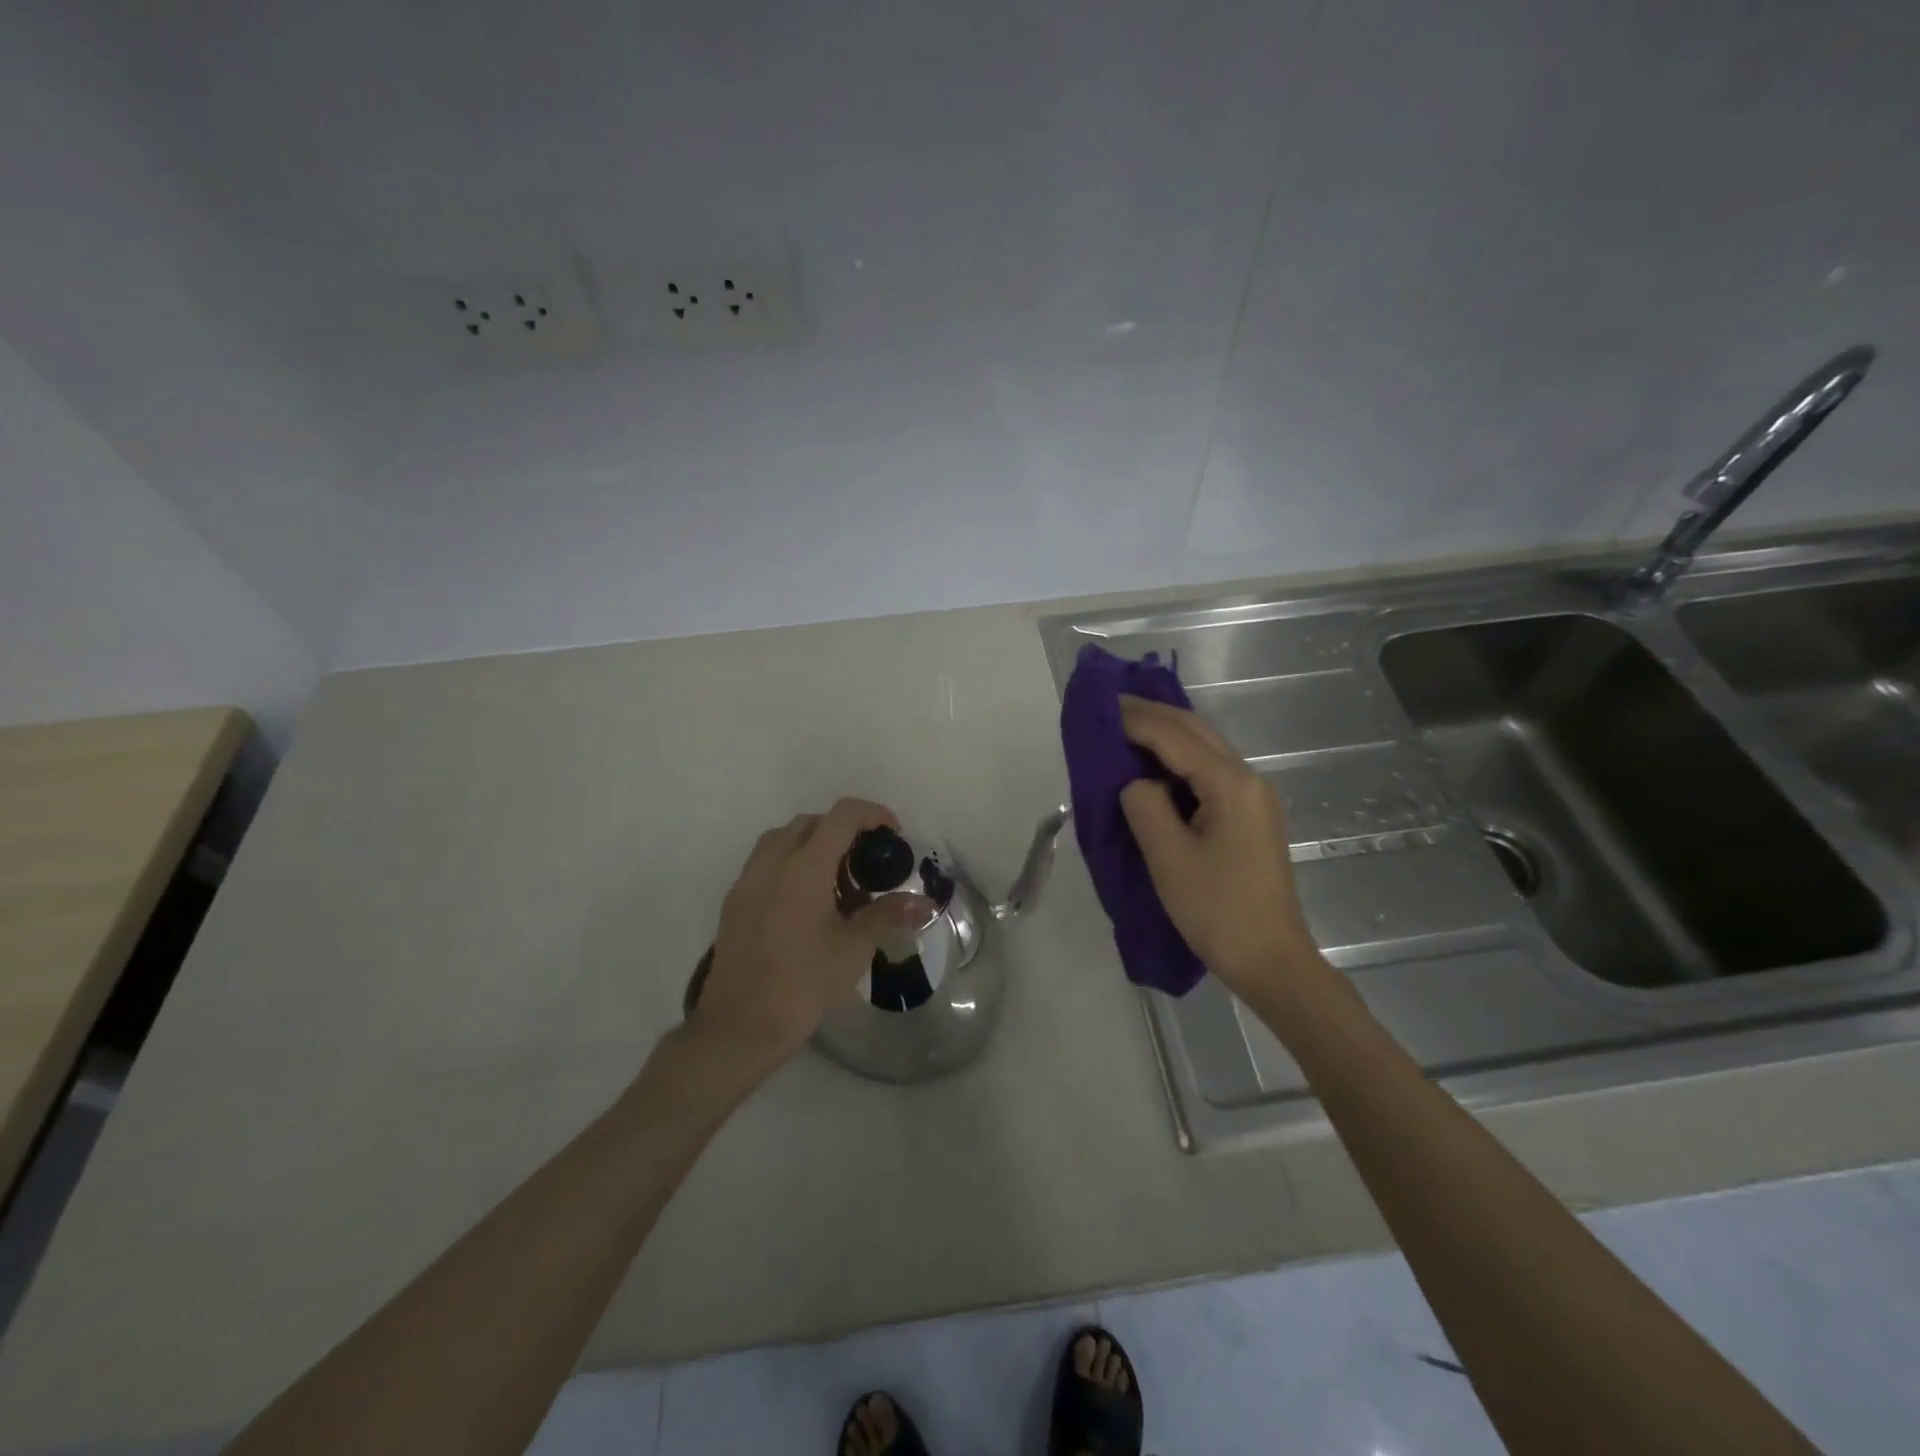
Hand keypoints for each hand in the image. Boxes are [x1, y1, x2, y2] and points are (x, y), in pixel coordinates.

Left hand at [692, 798, 930, 1066]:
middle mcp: (771, 863)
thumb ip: (887, 915)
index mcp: (804, 867)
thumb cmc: (802, 984)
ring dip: (814, 845)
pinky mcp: (734, 902)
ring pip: (783, 839)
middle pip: (811, 822)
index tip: (893, 834)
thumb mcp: (853, 948)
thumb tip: (924, 904)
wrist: (740, 1026)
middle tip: (866, 863)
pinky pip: (765, 863)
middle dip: (843, 831)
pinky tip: (807, 904)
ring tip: (837, 883)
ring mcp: (747, 881)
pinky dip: (791, 865)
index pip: (842, 816)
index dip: (873, 814)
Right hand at [1117, 696, 1320, 1000]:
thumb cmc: (1217, 910)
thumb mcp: (1168, 857)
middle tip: (1109, 707)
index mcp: (1230, 784)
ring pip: (1205, 749)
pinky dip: (1178, 761)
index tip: (1099, 707)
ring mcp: (1254, 798)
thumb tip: (1137, 784)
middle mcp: (1248, 779)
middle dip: (1152, 715)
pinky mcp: (1250, 816)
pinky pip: (1210, 773)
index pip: (1175, 736)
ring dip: (1166, 735)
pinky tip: (1155, 766)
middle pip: (1196, 731)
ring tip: (1125, 728)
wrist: (1271, 959)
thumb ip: (1144, 805)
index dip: (1135, 719)